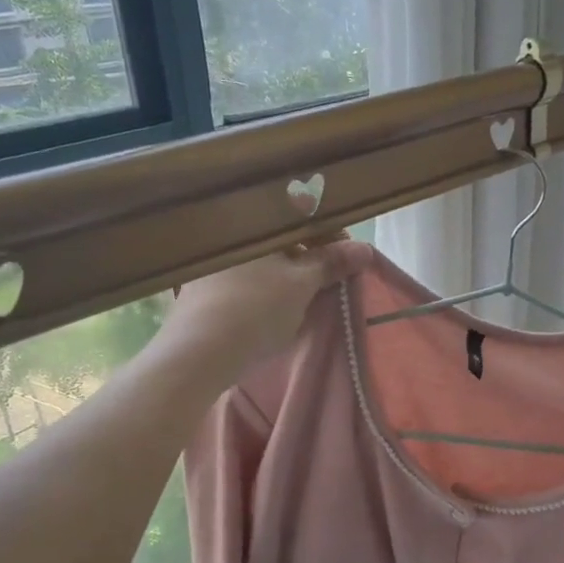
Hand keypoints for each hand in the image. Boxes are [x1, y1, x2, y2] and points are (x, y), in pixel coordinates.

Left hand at [159, 237, 373, 381]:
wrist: (198, 351)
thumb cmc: (256, 308)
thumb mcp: (302, 285)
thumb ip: (332, 263)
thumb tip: (365, 248)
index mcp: (254, 218)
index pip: (303, 211)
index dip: (331, 234)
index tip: (348, 259)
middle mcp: (230, 229)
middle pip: (282, 234)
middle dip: (310, 254)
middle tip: (330, 279)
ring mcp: (213, 257)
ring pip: (263, 255)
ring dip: (288, 269)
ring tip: (305, 296)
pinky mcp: (202, 282)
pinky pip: (245, 273)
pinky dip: (266, 283)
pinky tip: (273, 305)